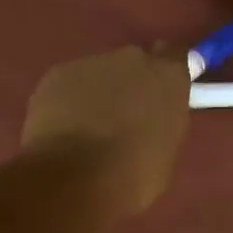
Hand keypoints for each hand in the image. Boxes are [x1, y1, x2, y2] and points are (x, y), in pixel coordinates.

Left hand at [22, 45, 190, 219]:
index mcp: (168, 77)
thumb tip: (149, 124)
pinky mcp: (56, 74)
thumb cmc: (134, 174)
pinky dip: (67, 102)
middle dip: (129, 85)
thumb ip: (161, 125)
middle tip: (122, 118)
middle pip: (134, 63)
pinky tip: (62, 130)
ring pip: (98, 74)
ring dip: (97, 94)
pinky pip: (68, 85)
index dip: (166, 71)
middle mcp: (132, 59)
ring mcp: (91, 63)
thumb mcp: (166, 152)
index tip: (161, 89)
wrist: (75, 177)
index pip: (175, 55)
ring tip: (86, 130)